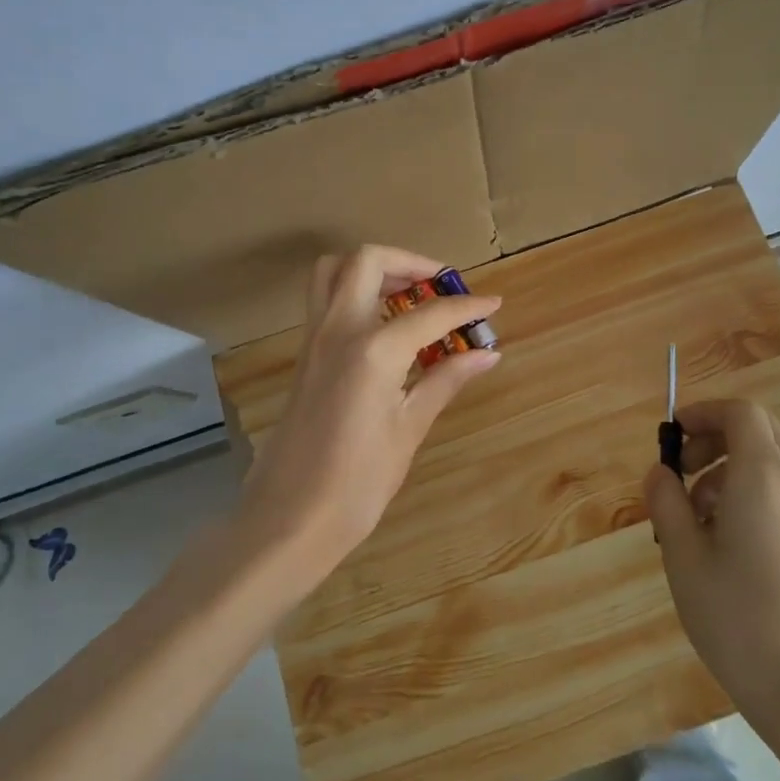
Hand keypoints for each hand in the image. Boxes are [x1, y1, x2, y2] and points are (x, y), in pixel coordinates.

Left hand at [239, 245, 501, 580]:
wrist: (288, 519)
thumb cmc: (357, 483)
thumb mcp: (409, 429)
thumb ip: (445, 380)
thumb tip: (487, 354)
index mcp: (373, 349)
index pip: (430, 312)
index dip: (466, 306)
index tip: (492, 304)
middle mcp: (338, 329)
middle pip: (368, 261)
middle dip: (409, 262)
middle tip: (439, 286)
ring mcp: (314, 339)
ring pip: (334, 271)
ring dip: (374, 269)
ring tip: (409, 296)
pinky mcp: (304, 355)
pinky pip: (325, 300)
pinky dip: (355, 292)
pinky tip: (384, 327)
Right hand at [644, 398, 779, 719]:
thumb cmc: (739, 619)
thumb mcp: (684, 557)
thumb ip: (667, 502)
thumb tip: (660, 472)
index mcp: (764, 475)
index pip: (740, 412)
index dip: (704, 412)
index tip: (673, 435)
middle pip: (759, 431)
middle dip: (716, 439)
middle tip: (682, 473)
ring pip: (772, 463)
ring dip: (731, 470)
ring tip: (698, 520)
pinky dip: (753, 494)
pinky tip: (730, 545)